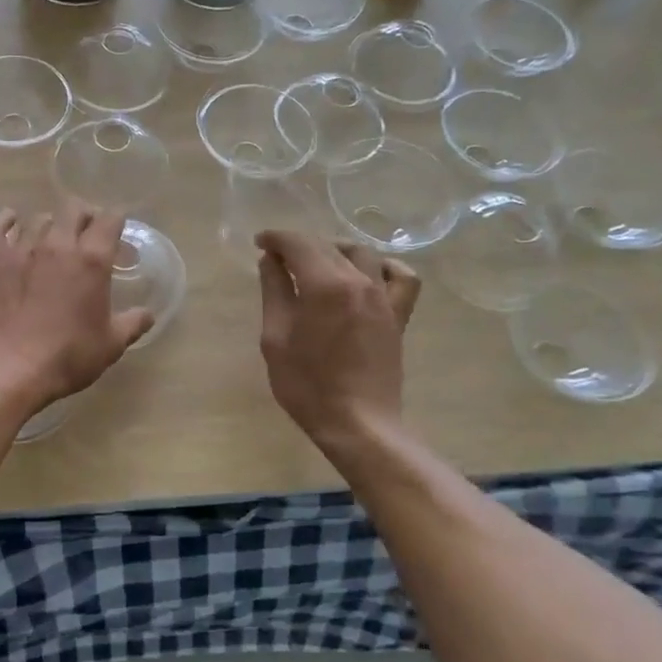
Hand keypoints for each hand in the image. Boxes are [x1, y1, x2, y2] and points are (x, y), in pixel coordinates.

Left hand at [0, 203, 153, 411]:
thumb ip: (132, 324)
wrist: (10, 368)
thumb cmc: (68, 357)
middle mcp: (59, 244)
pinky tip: (10, 223)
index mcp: (93, 260)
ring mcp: (23, 248)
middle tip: (85, 232)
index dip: (115, 220)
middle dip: (83, 215)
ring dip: (50, 224)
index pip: (109, 220)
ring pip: (39, 218)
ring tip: (50, 238)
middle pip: (73, 209)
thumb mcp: (111, 345)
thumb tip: (147, 314)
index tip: (116, 230)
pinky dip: (6, 221)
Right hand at [256, 231, 419, 452]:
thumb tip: (270, 261)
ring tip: (317, 265)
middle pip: (327, 245)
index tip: (260, 243)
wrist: (357, 423)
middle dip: (299, 244)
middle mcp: (359, 281)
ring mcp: (383, 297)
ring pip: (361, 253)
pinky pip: (401, 277)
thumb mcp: (276, 338)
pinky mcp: (398, 315)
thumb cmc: (307, 385)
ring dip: (335, 250)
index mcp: (324, 285)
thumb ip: (274, 292)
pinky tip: (368, 276)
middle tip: (278, 258)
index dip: (276, 238)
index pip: (298, 244)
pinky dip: (384, 268)